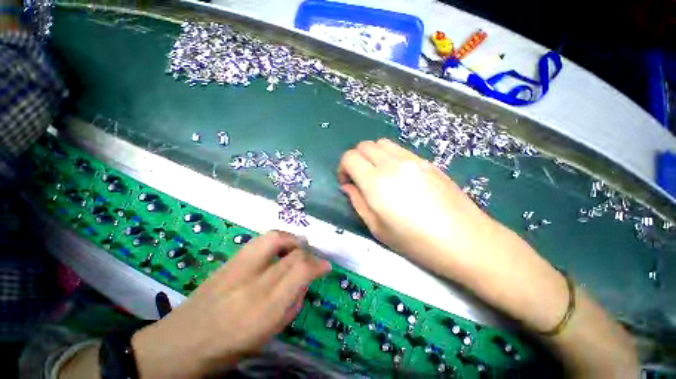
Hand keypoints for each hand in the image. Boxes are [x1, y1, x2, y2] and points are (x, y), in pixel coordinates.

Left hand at [131, 231, 330, 378]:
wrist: (180, 342)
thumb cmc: (228, 348)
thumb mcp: (268, 334)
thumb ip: (292, 304)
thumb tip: (305, 280)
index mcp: (265, 308)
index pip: (301, 271)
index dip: (318, 264)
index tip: (326, 267)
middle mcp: (254, 282)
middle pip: (293, 254)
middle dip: (309, 254)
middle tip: (313, 259)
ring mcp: (239, 267)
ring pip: (276, 238)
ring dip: (293, 240)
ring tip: (298, 247)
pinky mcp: (230, 260)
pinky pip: (261, 240)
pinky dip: (278, 238)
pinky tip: (280, 246)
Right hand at [337, 139, 499, 277]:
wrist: (464, 240)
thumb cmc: (415, 242)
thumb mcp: (377, 228)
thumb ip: (358, 202)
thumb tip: (348, 186)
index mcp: (376, 183)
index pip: (349, 158)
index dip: (343, 168)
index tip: (347, 183)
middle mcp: (391, 164)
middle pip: (364, 146)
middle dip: (356, 159)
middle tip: (360, 178)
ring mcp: (412, 160)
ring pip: (382, 144)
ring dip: (373, 155)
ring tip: (378, 175)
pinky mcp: (426, 161)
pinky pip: (400, 150)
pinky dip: (390, 157)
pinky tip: (398, 176)